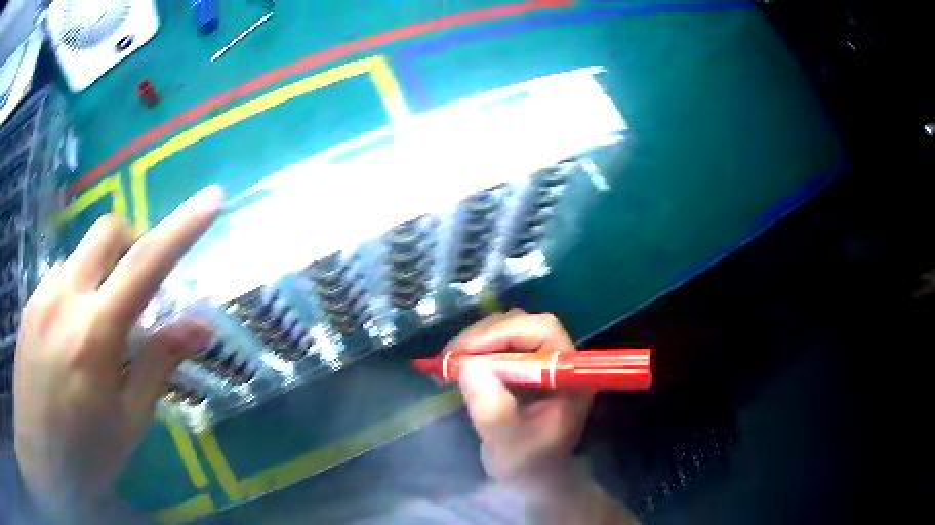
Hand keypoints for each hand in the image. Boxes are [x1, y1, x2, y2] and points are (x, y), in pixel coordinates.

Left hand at [14, 186, 221, 519]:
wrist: (39, 453)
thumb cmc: (84, 451)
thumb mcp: (128, 421)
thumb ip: (158, 365)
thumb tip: (200, 327)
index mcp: (95, 333)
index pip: (145, 265)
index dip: (181, 228)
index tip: (211, 199)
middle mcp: (66, 297)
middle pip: (107, 232)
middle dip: (133, 241)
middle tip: (140, 285)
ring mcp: (43, 294)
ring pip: (81, 254)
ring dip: (102, 272)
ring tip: (101, 326)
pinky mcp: (30, 301)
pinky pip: (61, 275)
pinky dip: (78, 288)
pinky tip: (72, 334)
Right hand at [451, 311, 638, 524]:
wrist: (534, 475)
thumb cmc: (529, 464)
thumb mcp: (509, 443)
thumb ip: (493, 411)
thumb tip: (468, 368)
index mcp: (570, 375)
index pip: (543, 331)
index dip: (504, 333)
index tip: (466, 352)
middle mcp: (558, 359)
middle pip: (522, 325)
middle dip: (483, 336)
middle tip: (449, 357)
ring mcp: (540, 360)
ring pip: (506, 331)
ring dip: (474, 342)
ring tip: (447, 364)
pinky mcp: (522, 366)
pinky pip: (496, 346)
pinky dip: (472, 352)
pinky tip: (452, 368)